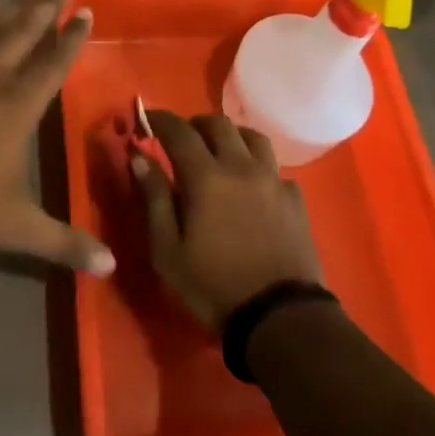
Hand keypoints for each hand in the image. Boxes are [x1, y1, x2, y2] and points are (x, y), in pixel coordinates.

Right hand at [132, 110, 322, 331]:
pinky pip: (274, 167)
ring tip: (220, 150)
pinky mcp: (294, 198)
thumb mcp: (168, 251)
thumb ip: (154, 199)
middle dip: (195, 124)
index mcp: (206, 176)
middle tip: (182, 138)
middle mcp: (241, 166)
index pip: (179, 131)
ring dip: (231, 135)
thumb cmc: (213, 286)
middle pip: (218, 124)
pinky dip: (258, 165)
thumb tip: (139, 157)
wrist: (279, 316)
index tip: (147, 119)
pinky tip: (252, 184)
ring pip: (252, 137)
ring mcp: (272, 179)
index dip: (161, 120)